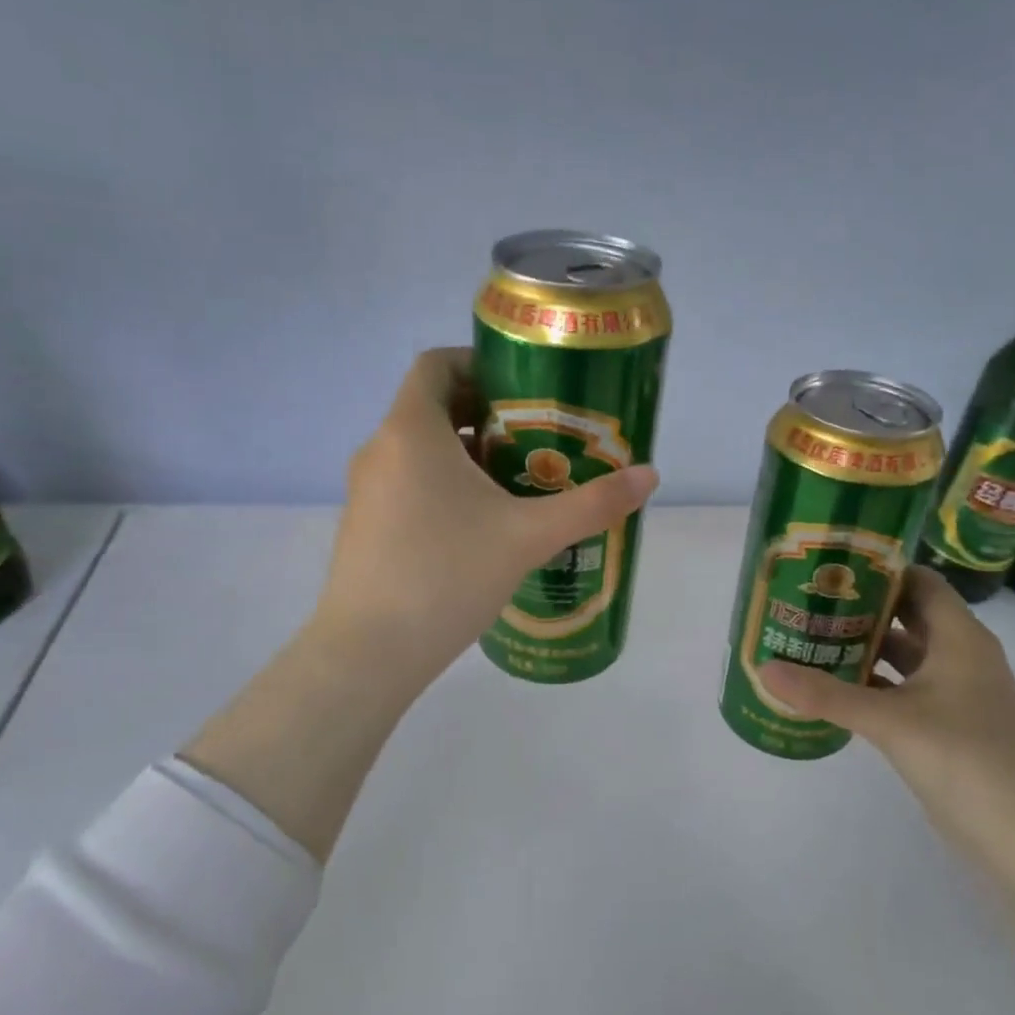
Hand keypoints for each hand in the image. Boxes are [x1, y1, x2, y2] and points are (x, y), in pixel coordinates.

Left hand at [315, 348, 658, 690]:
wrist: (370, 652)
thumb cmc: (447, 575)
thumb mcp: (529, 536)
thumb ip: (592, 503)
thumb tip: (650, 475)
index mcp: (411, 431)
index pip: (436, 364)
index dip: (479, 362)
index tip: (524, 387)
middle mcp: (380, 450)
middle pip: (433, 407)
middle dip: (486, 414)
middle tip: (538, 437)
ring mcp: (365, 491)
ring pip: (420, 451)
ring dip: (468, 455)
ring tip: (519, 482)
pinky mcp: (364, 527)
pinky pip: (408, 485)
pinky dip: (444, 486)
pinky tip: (482, 527)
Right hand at [758, 567, 1014, 843]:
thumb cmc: (961, 757)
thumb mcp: (888, 720)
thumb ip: (825, 694)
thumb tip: (765, 669)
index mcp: (960, 638)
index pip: (921, 583)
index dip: (880, 570)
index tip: (832, 568)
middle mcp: (962, 656)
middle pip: (909, 616)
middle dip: (862, 608)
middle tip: (811, 601)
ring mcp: (957, 692)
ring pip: (905, 654)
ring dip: (865, 646)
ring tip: (813, 638)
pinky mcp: (948, 723)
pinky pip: (905, 687)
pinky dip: (874, 682)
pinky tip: (835, 687)